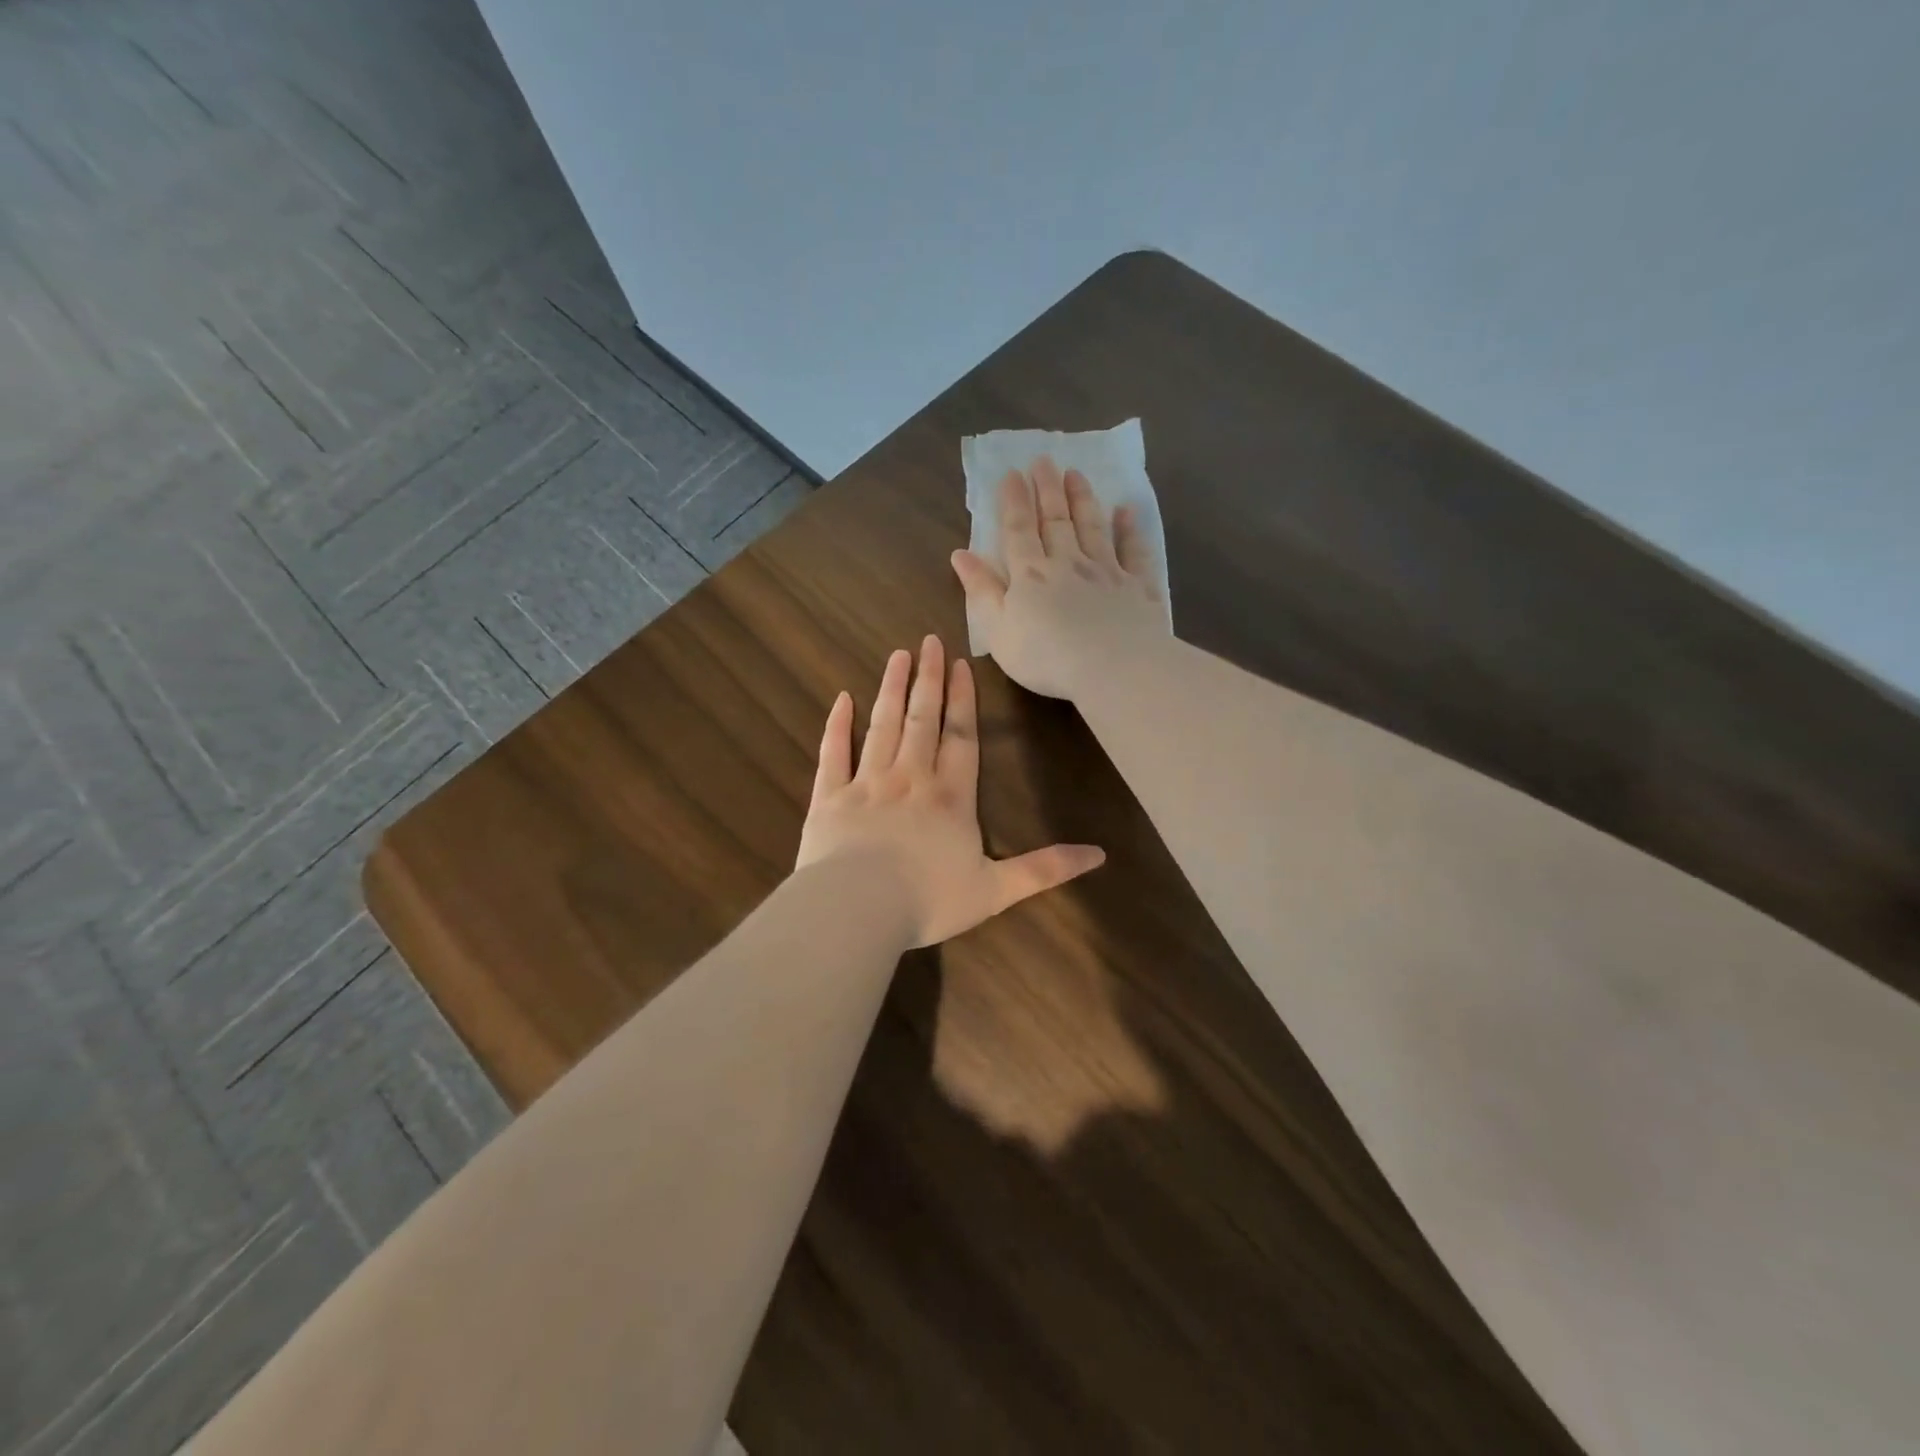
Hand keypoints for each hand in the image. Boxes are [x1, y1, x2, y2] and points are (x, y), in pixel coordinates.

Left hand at [795, 635, 1104, 947]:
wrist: (856, 910)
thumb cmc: (928, 900)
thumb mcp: (996, 890)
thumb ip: (1044, 869)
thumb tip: (1099, 855)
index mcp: (951, 797)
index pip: (961, 737)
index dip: (963, 700)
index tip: (959, 664)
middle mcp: (910, 778)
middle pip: (922, 720)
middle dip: (928, 679)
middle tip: (927, 641)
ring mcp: (866, 783)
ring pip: (882, 725)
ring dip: (891, 689)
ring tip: (897, 656)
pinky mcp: (829, 797)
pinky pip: (833, 753)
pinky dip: (837, 725)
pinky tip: (842, 699)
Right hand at [950, 456, 1167, 701]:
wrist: (1113, 667)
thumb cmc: (1045, 656)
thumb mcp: (998, 630)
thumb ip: (981, 590)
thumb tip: (960, 554)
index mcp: (1030, 575)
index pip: (1019, 530)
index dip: (1014, 501)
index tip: (1012, 473)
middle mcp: (1067, 563)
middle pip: (1055, 520)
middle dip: (1047, 489)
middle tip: (1044, 460)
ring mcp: (1105, 571)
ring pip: (1092, 527)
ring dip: (1082, 499)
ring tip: (1076, 473)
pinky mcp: (1137, 586)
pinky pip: (1133, 550)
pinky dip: (1129, 529)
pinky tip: (1127, 511)